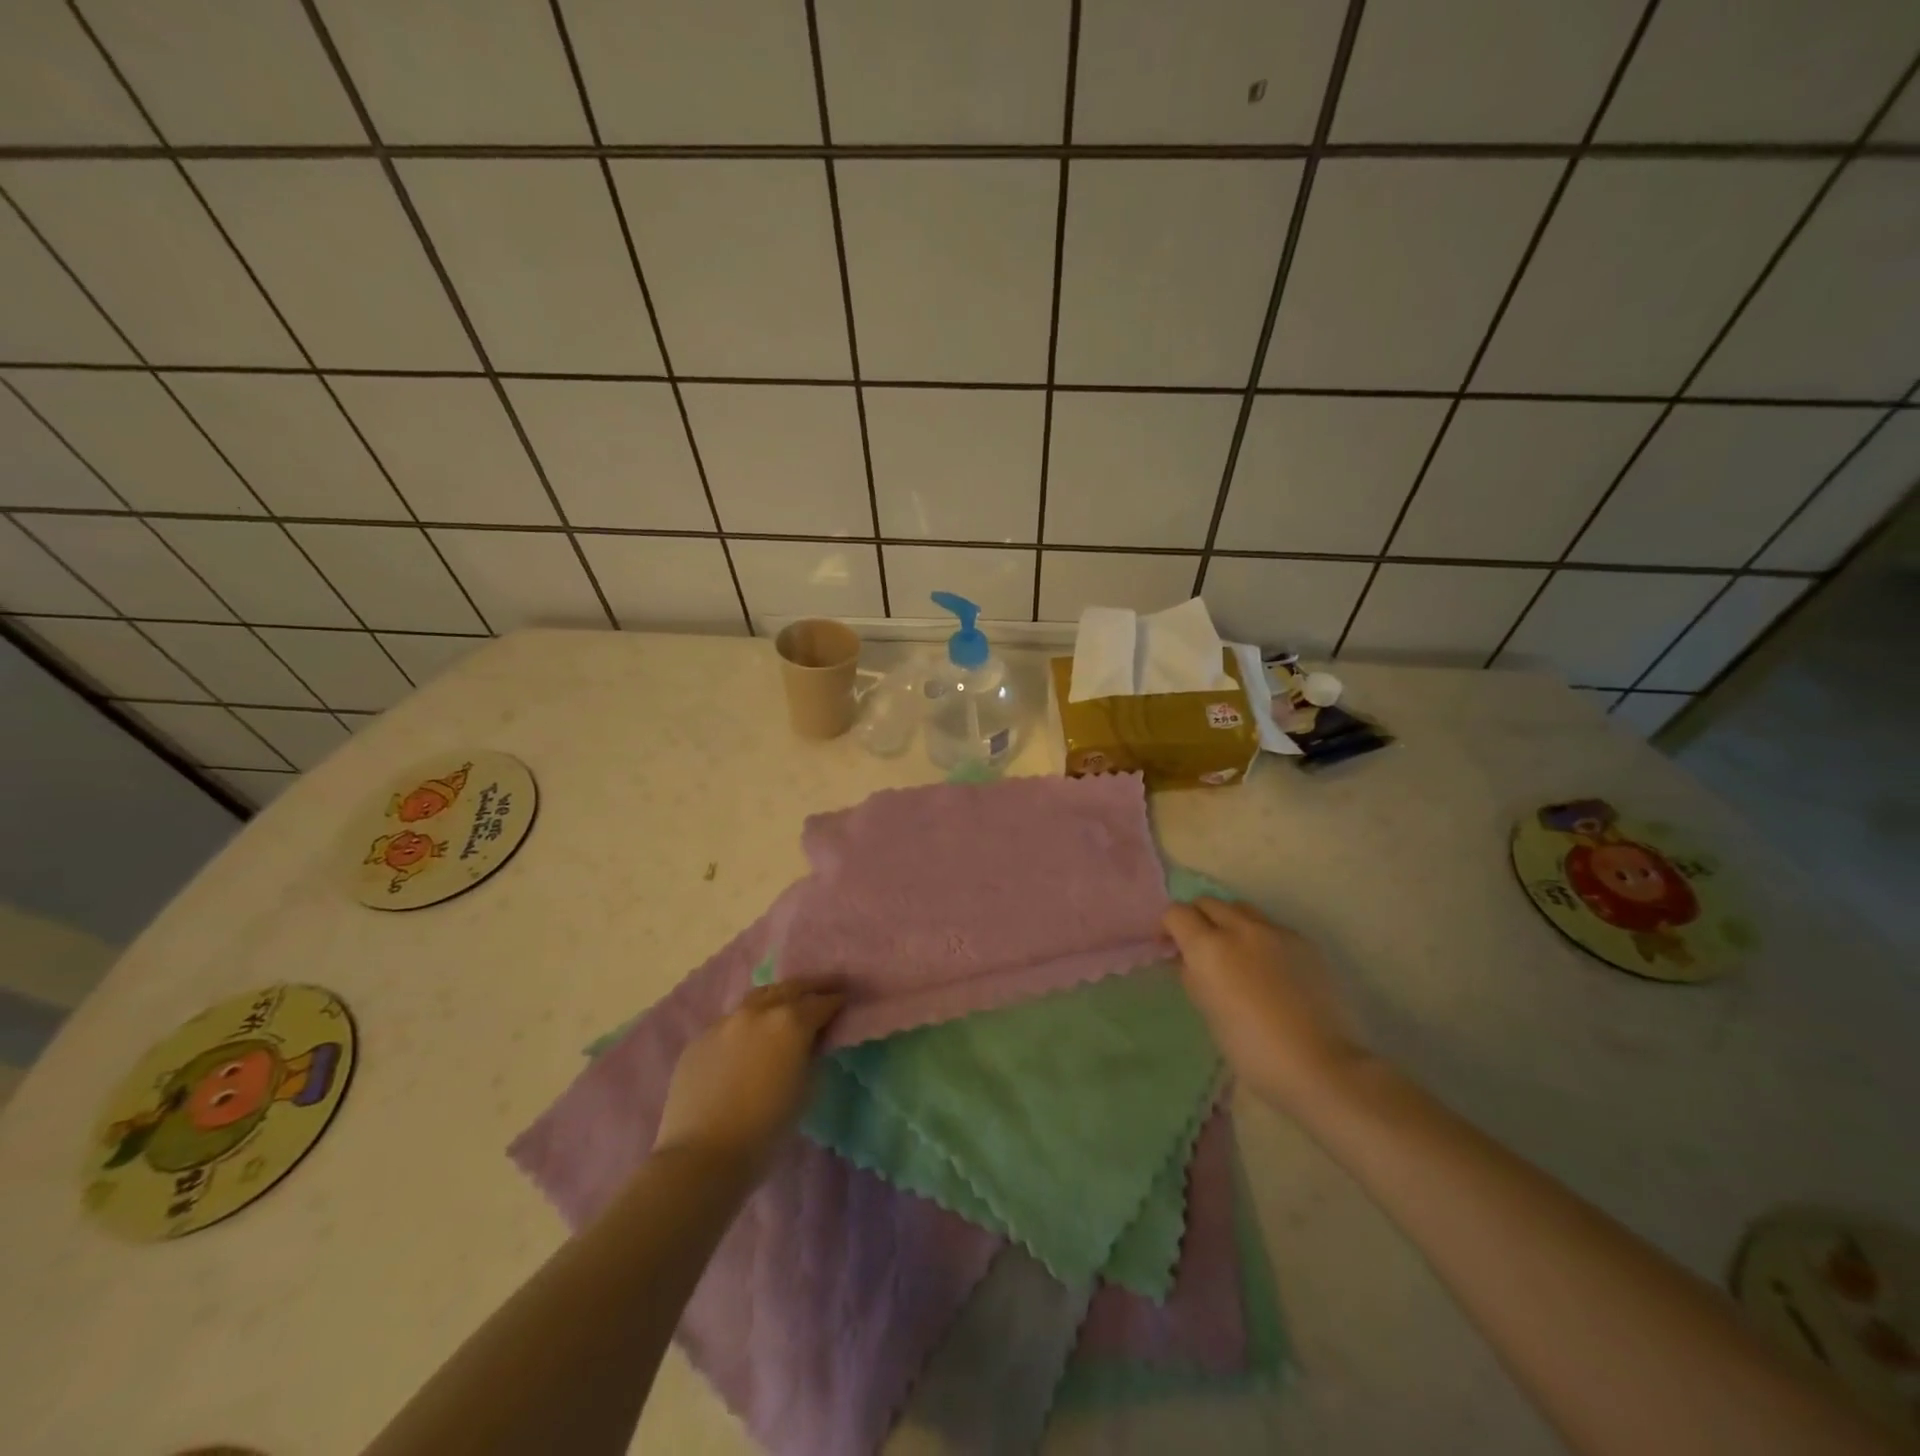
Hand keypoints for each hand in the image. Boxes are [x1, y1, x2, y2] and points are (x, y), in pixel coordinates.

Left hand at [653, 980, 844, 1180]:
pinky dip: (748, 1021)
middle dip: (812, 986)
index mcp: (790, 1022)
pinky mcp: (700, 1038)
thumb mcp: (806, 1090)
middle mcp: (758, 1011)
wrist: (702, 1155)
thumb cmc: (766, 1129)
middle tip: (826, 986)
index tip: (846, 998)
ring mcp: (725, 1021)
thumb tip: (812, 1041)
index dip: (837, 1000)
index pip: (821, 1002)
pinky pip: (731, 1021)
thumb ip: (812, 1055)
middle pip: (791, 987)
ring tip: (787, 1001)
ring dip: (778, 996)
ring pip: (758, 997)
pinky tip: (750, 1035)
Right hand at [1164, 897, 1368, 1115]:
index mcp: (1208, 947)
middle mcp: (1239, 928)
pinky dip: (1259, 937)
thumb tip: (1188, 960)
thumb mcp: (1208, 1012)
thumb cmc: (1252, 1049)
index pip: (1176, 913)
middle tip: (1198, 947)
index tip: (1169, 946)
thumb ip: (1193, 976)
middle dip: (1197, 918)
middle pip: (1208, 902)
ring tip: (1234, 951)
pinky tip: (1268, 967)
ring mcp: (1275, 931)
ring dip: (1228, 921)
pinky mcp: (1304, 941)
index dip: (1168, 927)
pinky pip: (1271, 926)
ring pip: (1240, 908)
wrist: (1321, 1065)